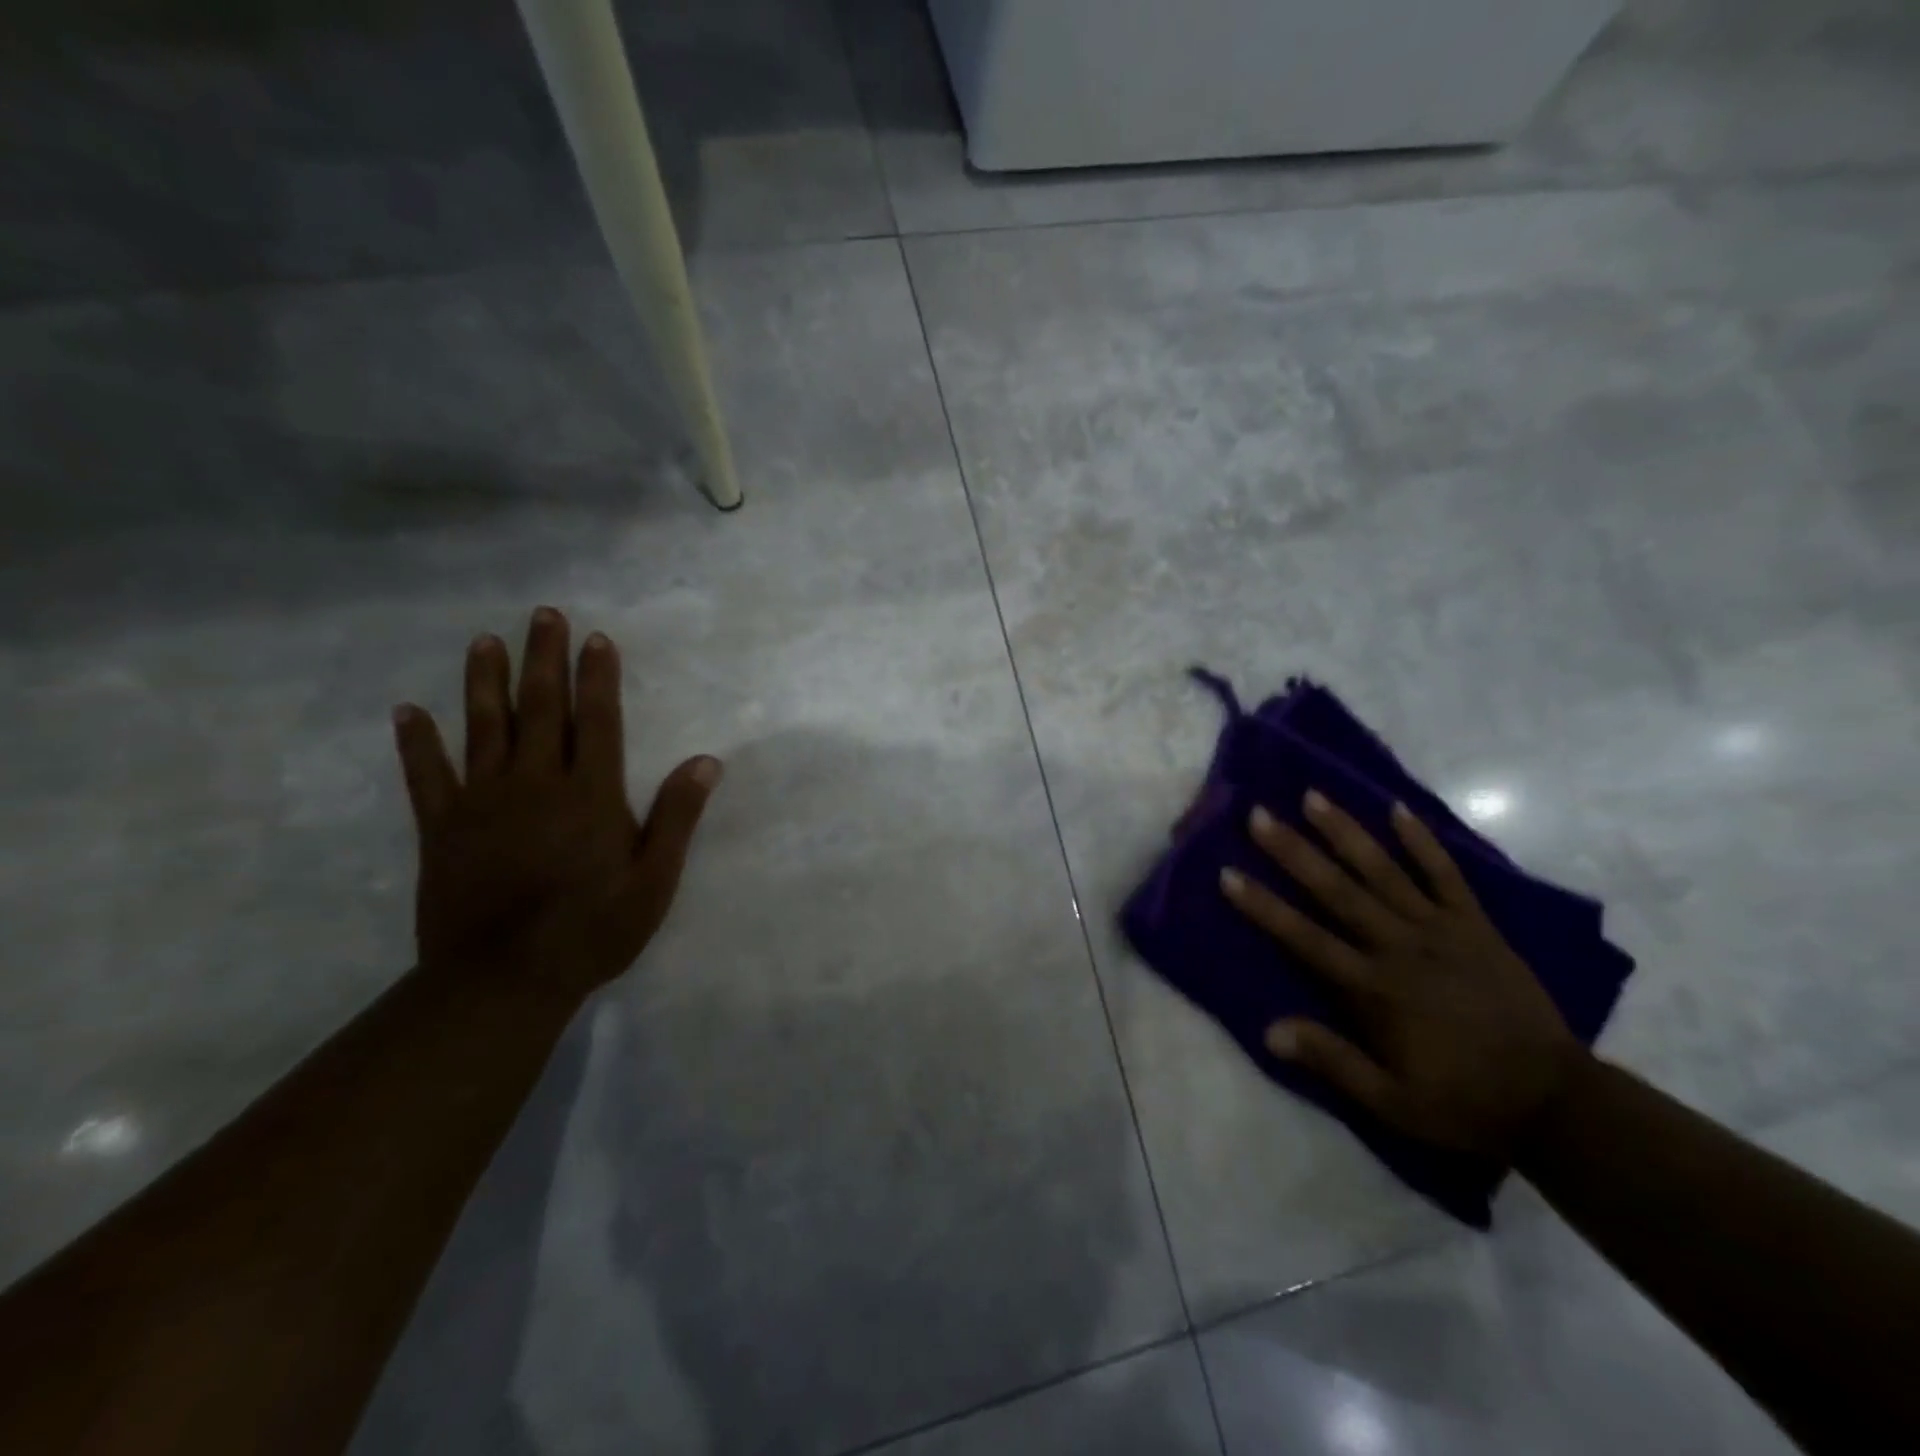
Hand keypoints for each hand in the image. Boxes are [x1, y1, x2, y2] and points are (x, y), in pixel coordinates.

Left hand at [390, 607, 721, 1004]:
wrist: (503, 980)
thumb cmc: (592, 930)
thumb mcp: (654, 880)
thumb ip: (677, 817)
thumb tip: (705, 761)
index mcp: (591, 795)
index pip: (598, 721)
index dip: (598, 677)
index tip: (597, 639)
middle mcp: (536, 784)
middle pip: (542, 709)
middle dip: (545, 659)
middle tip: (543, 615)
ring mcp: (483, 802)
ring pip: (485, 728)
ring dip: (485, 682)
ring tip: (484, 642)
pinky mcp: (443, 829)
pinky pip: (427, 776)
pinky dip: (417, 743)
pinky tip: (408, 712)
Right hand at [1220, 791, 1582, 1158]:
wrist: (1557, 1101)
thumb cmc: (1463, 1101)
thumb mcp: (1393, 1102)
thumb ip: (1333, 1062)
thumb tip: (1269, 1031)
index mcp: (1375, 989)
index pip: (1306, 938)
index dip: (1264, 906)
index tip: (1228, 874)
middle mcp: (1401, 947)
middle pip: (1337, 891)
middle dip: (1294, 852)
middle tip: (1259, 815)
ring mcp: (1441, 930)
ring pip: (1384, 871)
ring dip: (1345, 832)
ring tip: (1313, 797)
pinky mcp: (1476, 925)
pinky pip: (1446, 875)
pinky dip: (1422, 841)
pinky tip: (1398, 808)